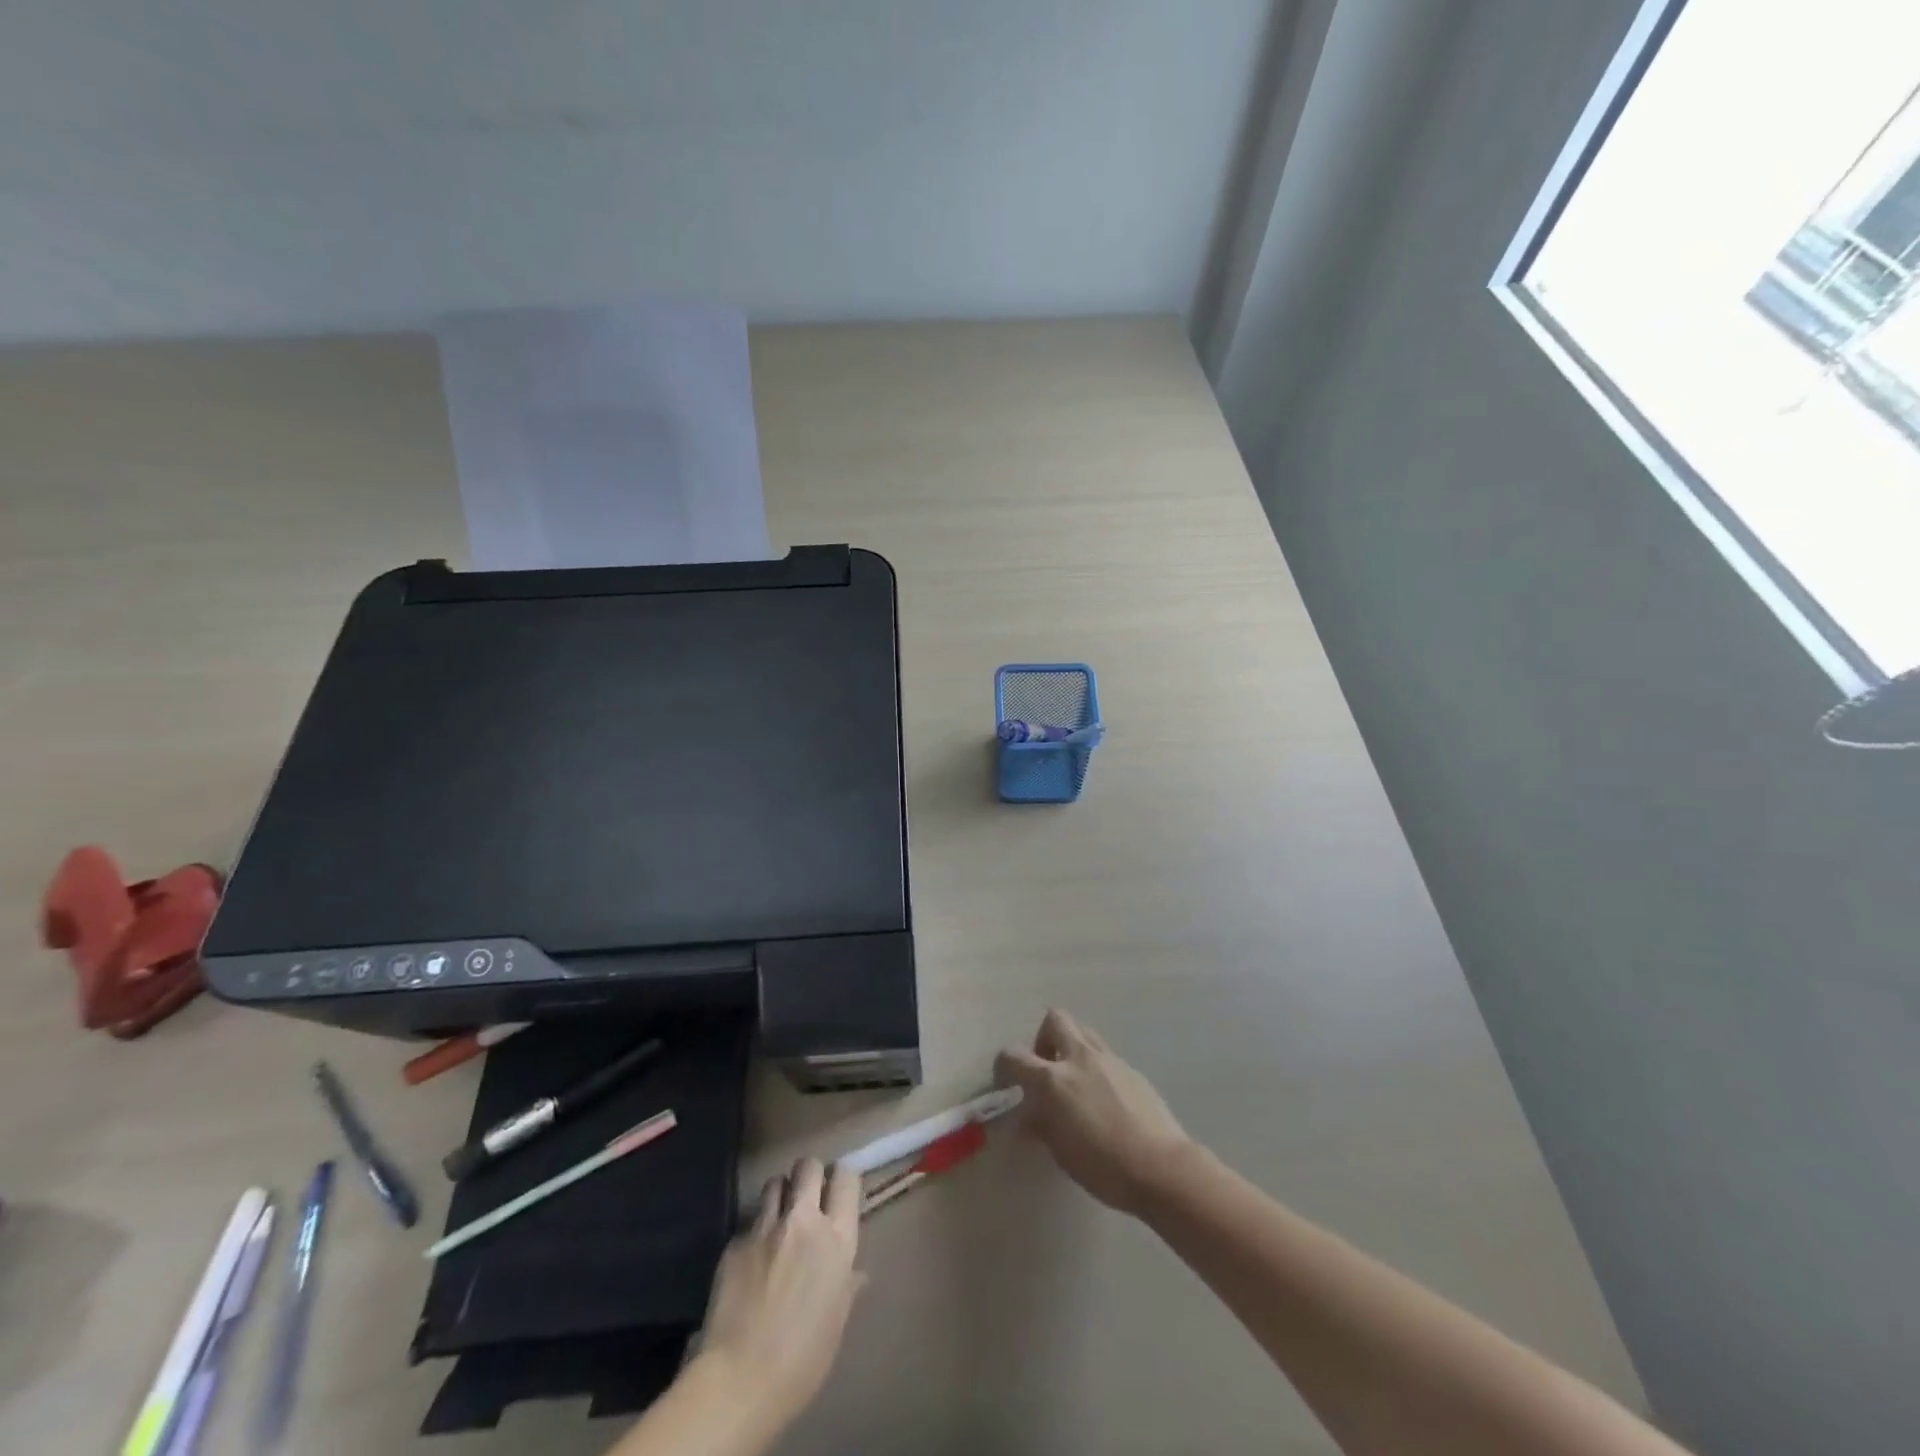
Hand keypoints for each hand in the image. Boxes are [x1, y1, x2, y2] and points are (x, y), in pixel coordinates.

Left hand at [700, 1157, 862, 1432]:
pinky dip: (754, 1233)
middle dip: (809, 1174)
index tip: (839, 1190)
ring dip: (780, 1194)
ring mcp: (766, 1228)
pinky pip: (749, 1223)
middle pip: (808, 1166)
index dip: (843, 1178)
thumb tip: (855, 1274)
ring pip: (774, 1182)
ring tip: (779, 1218)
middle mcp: (803, 1221)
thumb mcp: (836, 1322)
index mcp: (836, 1239)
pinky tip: (751, 1262)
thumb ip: (846, 1286)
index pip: (846, 1178)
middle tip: (808, 1196)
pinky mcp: (735, 1242)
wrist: (739, 1379)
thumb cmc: (802, 1360)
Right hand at [995, 1008, 1192, 1215]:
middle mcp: (1078, 1058)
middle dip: (1044, 1039)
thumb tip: (1027, 1118)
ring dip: (1071, 1047)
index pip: (1014, 1055)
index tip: (1008, 1084)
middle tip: (1046, 1070)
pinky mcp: (1130, 1068)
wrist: (1160, 1167)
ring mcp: (1108, 1059)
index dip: (1004, 1066)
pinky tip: (1103, 1099)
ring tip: (1074, 1082)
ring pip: (1082, 1031)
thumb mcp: (1061, 1151)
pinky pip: (1104, 1055)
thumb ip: (1040, 1126)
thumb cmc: (1103, 1166)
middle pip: (1054, 1020)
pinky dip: (1095, 1066)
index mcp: (1053, 1079)